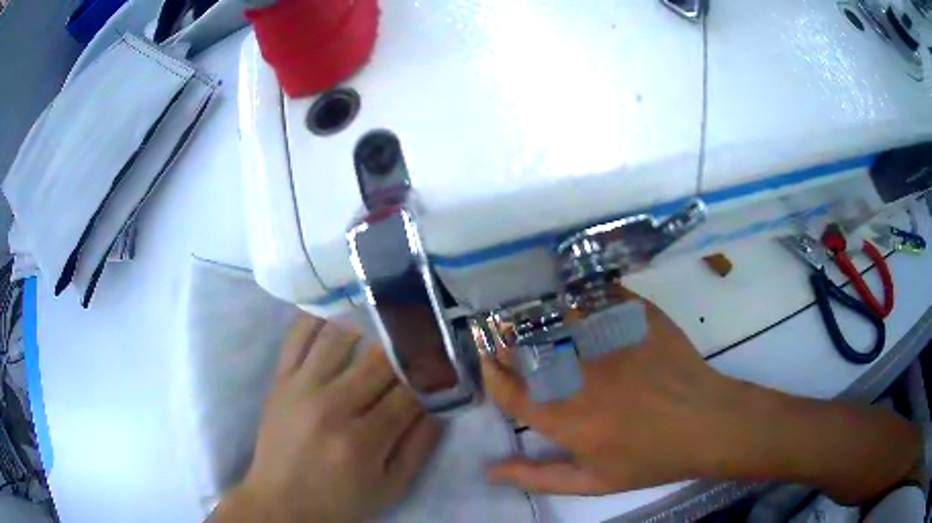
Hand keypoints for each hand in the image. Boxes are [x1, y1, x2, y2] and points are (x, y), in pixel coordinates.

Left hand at [212, 315, 440, 522]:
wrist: (280, 500)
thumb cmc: (339, 500)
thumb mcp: (390, 488)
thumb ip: (419, 447)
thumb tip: (440, 404)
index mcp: (362, 441)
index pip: (409, 392)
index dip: (432, 374)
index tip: (445, 362)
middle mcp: (331, 406)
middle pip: (379, 359)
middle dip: (408, 347)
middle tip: (424, 335)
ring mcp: (300, 387)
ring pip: (341, 336)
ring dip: (370, 325)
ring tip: (388, 318)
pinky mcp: (280, 379)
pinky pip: (298, 335)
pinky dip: (320, 317)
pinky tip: (340, 312)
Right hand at [482, 290, 741, 494]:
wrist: (706, 424)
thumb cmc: (650, 459)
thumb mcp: (593, 482)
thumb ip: (537, 477)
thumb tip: (490, 469)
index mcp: (564, 417)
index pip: (509, 390)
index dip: (492, 374)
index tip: (488, 362)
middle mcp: (579, 375)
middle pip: (526, 349)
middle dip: (507, 342)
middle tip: (506, 339)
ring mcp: (609, 342)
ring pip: (556, 317)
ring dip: (537, 315)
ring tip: (532, 314)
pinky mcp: (635, 319)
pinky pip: (596, 297)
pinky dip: (579, 295)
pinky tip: (576, 297)